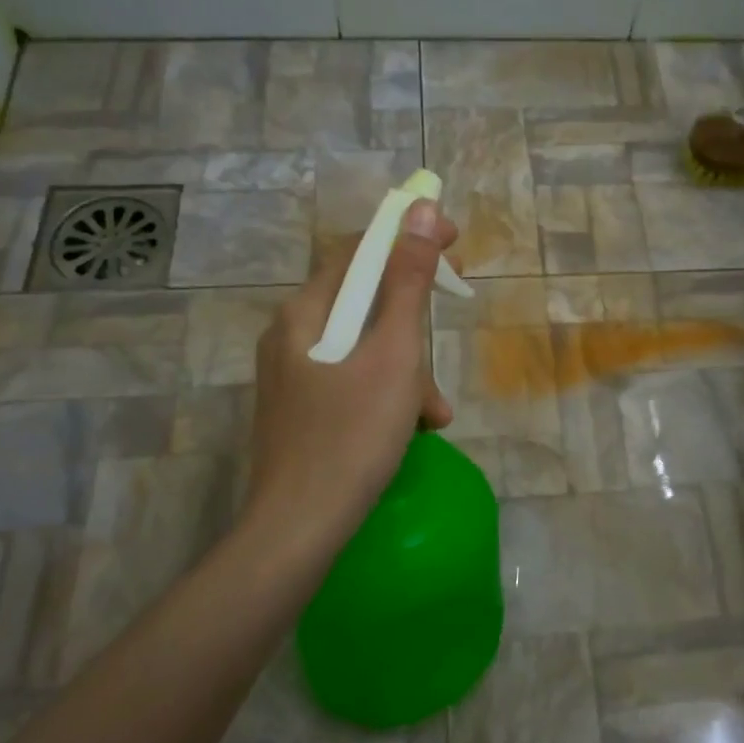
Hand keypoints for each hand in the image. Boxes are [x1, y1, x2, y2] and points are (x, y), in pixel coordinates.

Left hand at [244, 199, 458, 559]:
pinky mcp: (301, 410)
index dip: (406, 238)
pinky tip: (412, 430)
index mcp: (305, 314)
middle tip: (447, 334)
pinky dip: (387, 395)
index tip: (453, 241)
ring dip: (407, 370)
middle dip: (413, 324)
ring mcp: (293, 376)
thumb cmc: (352, 436)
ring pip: (363, 349)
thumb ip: (407, 283)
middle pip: (364, 303)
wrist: (299, 529)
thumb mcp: (393, 356)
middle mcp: (291, 336)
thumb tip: (417, 213)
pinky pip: (352, 382)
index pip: (358, 251)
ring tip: (433, 412)